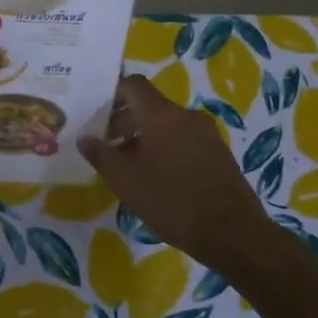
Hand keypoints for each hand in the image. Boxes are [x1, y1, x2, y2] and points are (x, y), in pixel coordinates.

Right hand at [78, 74, 269, 258]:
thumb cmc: (171, 201)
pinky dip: (165, 149)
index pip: (133, 84)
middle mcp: (186, 116)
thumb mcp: (125, 181)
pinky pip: (183, 140)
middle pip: (149, 106)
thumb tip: (85, 138)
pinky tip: (157, 178)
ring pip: (166, 125)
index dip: (112, 93)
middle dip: (124, 122)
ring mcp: (206, 134)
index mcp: (161, 114)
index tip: (95, 115)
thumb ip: (101, 155)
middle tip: (106, 147)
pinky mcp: (218, 153)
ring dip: (144, 138)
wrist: (233, 233)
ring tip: (129, 167)